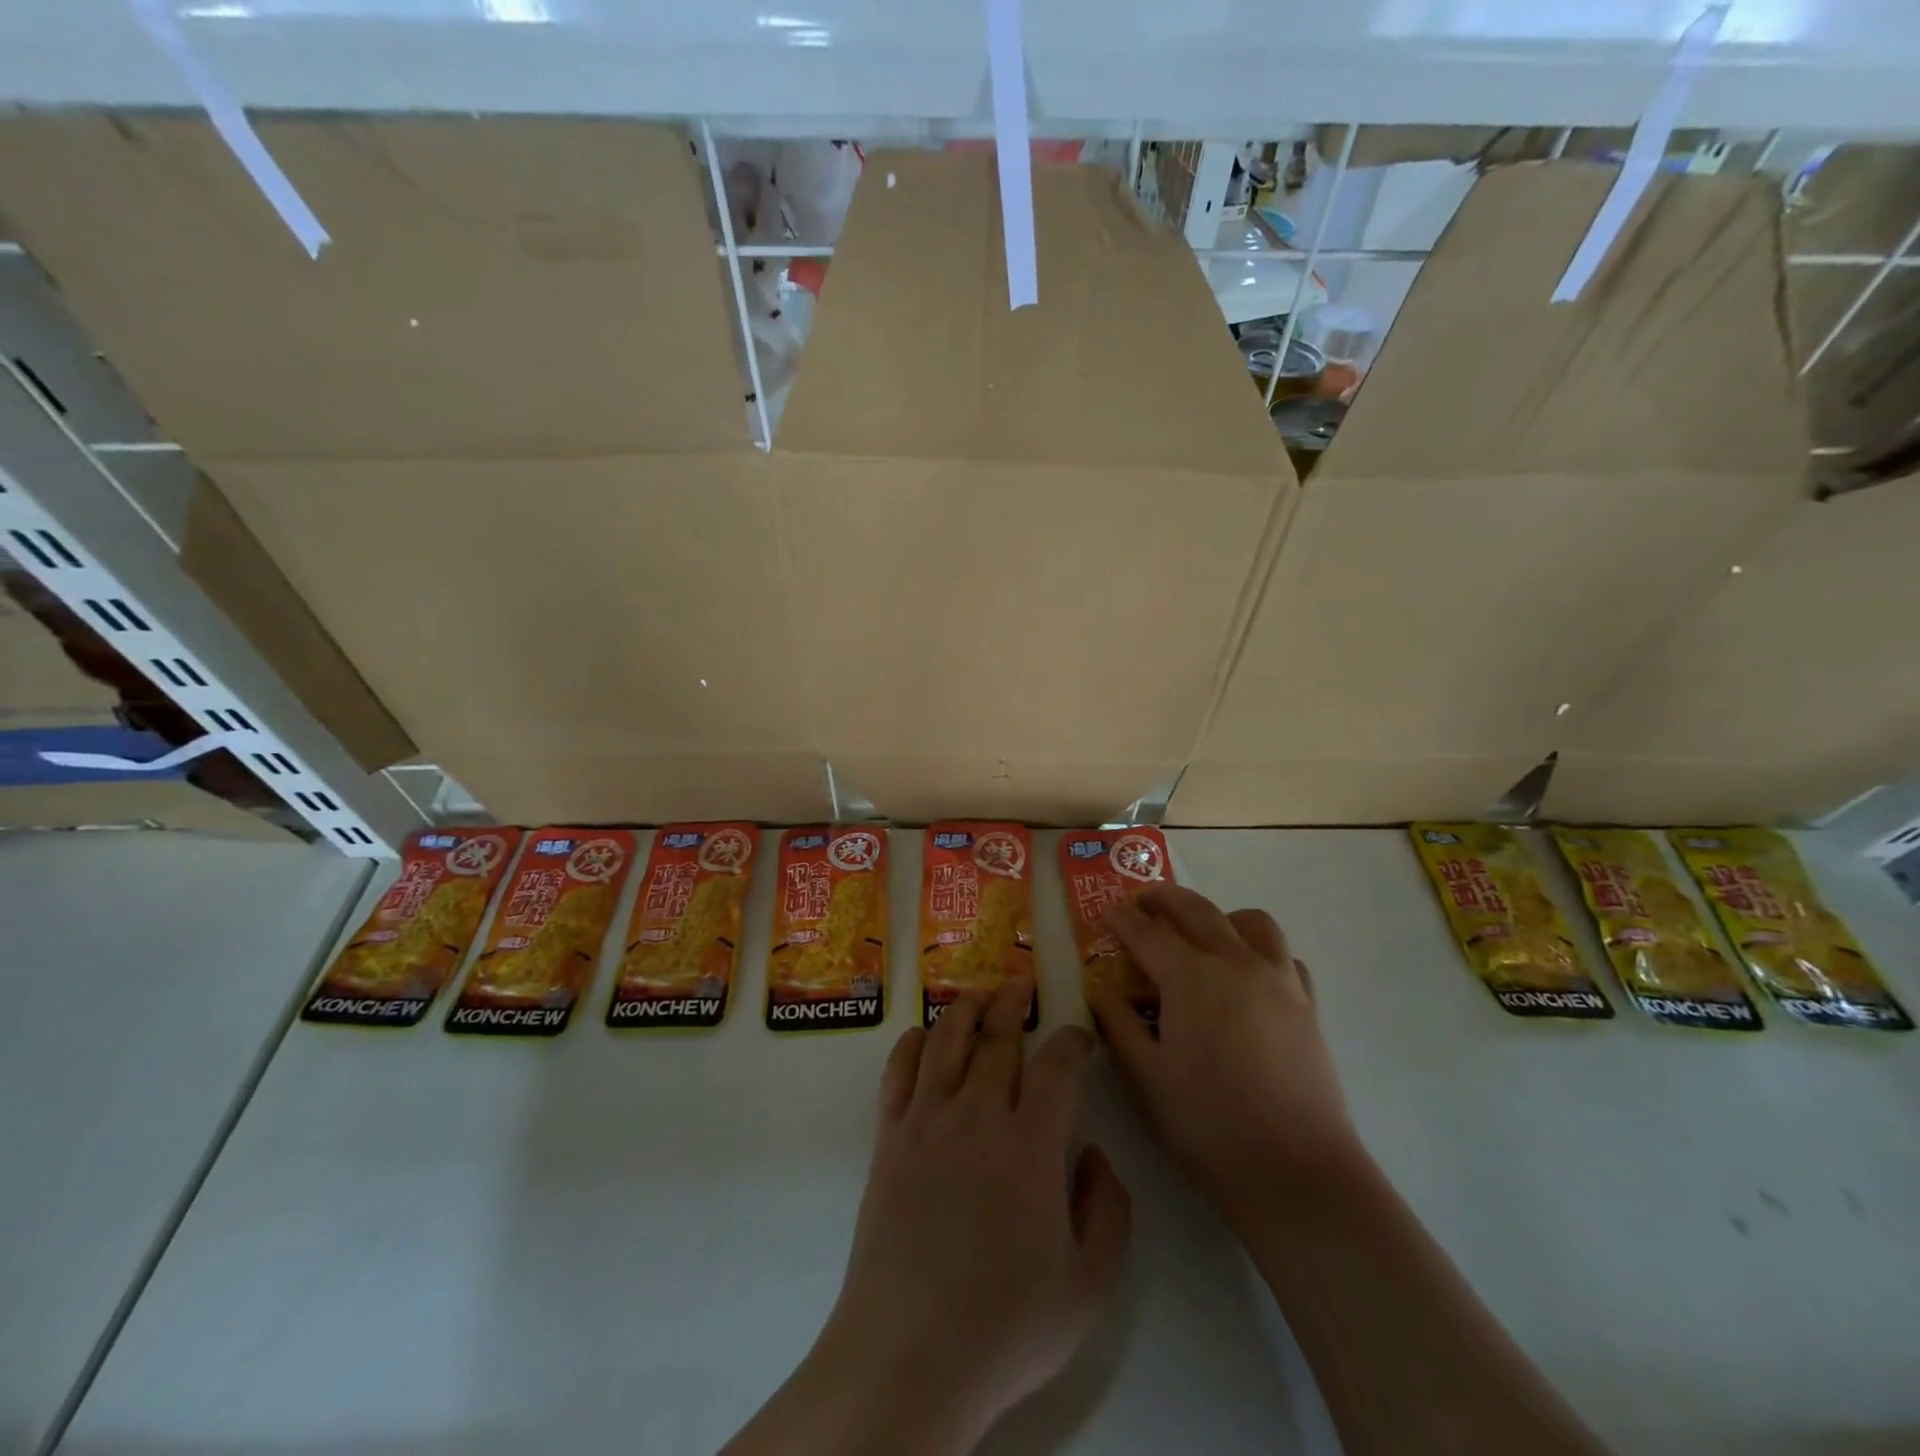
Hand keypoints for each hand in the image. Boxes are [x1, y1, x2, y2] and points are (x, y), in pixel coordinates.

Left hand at [743, 980, 1131, 1454]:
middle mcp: (978, 1115)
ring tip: (976, 995)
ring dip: (964, 1009)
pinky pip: (898, 1072)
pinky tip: (921, 1035)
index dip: (1071, 1040)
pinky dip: (911, 1044)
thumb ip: (1109, 1210)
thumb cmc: (1006, 1326)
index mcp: (1032, 1144)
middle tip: (1020, 986)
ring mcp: (927, 1121)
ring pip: (947, 1041)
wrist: (909, 1356)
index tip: (1079, 1038)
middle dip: (1013, 1006)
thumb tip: (1093, 1152)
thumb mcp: (1089, 1285)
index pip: (1056, 1066)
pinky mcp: (888, 1138)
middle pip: (998, 1038)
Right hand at [1088, 884, 1366, 1226]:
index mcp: (1191, 977)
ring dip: (1219, 916)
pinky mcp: (1307, 1004)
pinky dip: (1260, 951)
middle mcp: (1236, 963)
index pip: (1147, 932)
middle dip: (1163, 899)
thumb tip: (1100, 988)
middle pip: (1196, 909)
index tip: (1105, 914)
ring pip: (1250, 920)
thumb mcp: (1146, 1077)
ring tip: (1200, 935)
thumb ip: (1118, 1023)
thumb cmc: (1209, 1124)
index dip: (1121, 919)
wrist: (1297, 1172)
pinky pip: (1283, 956)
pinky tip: (1247, 976)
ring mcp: (1278, 980)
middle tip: (1142, 904)